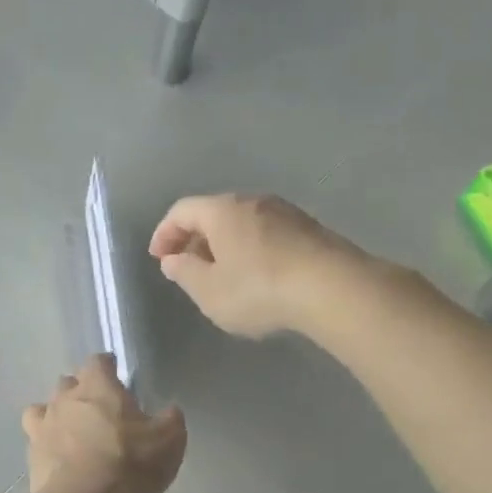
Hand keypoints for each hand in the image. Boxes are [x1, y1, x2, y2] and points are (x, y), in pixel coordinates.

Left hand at [21, 356, 185, 492]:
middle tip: (98, 408)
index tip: (115, 373)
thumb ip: (170, 421)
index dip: (106, 366)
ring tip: (71, 431)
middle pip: (68, 382)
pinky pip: (35, 440)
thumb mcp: (168, 440)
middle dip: (80, 390)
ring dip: (57, 415)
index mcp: (98, 386)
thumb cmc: (129, 461)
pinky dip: (46, 444)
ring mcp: (43, 425)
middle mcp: (65, 398)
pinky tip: (57, 458)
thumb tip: (170, 412)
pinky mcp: (31, 454)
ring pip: (44, 408)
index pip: (98, 361)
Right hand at [148, 193, 365, 338]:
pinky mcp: (310, 229)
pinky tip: (256, 275)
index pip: (182, 211)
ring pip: (243, 222)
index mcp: (222, 210)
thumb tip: (173, 260)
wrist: (332, 288)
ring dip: (225, 244)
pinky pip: (267, 233)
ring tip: (221, 273)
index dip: (164, 233)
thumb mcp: (209, 291)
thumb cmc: (258, 289)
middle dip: (195, 238)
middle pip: (214, 213)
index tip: (158, 257)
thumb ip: (185, 273)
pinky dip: (251, 248)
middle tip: (187, 265)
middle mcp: (253, 201)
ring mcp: (286, 212)